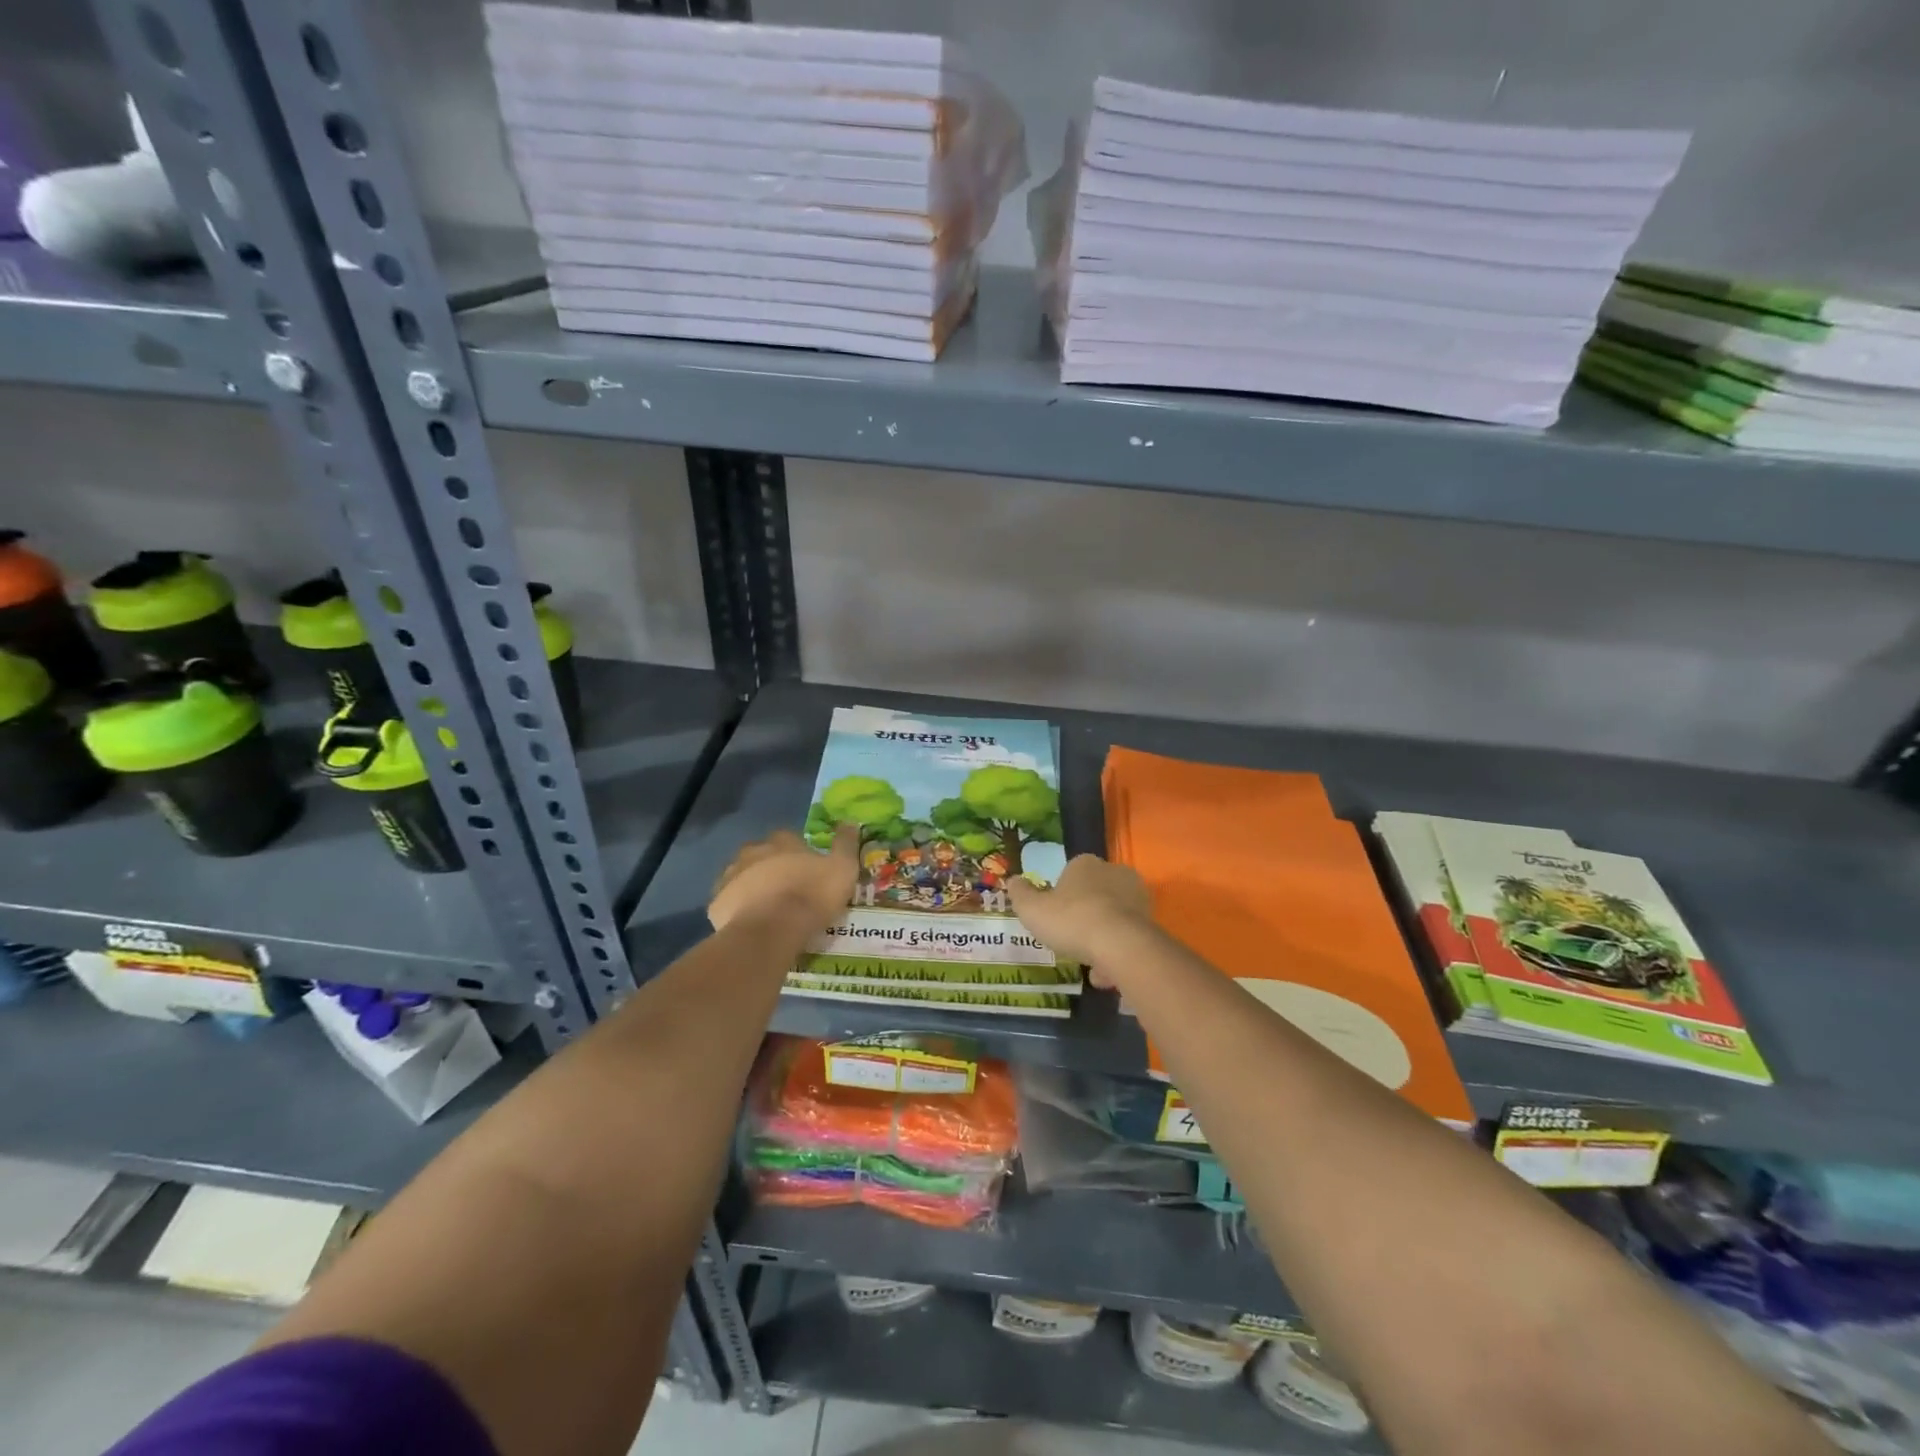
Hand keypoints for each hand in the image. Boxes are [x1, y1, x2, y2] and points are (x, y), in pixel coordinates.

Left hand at [709, 825, 858, 935]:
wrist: (772, 929)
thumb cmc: (811, 895)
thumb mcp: (842, 868)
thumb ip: (846, 844)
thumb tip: (850, 821)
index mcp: (782, 842)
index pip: (788, 837)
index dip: (797, 850)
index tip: (806, 865)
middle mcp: (753, 852)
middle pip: (761, 854)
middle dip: (770, 865)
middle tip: (785, 886)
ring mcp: (731, 877)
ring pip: (741, 876)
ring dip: (752, 885)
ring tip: (767, 907)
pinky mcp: (717, 903)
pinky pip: (728, 903)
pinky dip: (737, 909)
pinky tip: (750, 923)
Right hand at [1006, 854, 1154, 983]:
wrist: (1120, 944)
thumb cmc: (1071, 920)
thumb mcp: (1032, 909)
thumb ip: (1021, 894)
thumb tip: (1013, 880)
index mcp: (1085, 864)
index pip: (1071, 872)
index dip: (1061, 894)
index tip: (1054, 915)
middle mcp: (1114, 873)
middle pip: (1094, 894)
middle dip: (1084, 915)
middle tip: (1070, 938)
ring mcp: (1137, 897)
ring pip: (1112, 917)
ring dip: (1101, 938)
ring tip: (1089, 965)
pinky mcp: (1151, 921)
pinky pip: (1127, 937)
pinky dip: (1117, 953)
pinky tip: (1105, 975)